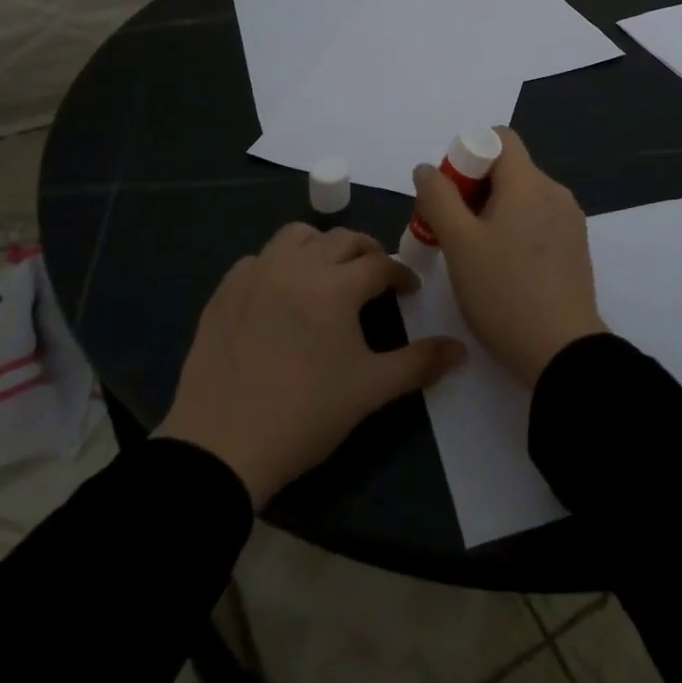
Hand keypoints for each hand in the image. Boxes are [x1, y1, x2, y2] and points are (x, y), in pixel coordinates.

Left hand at [153, 225, 465, 506]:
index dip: (400, 275)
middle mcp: (296, 266)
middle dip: (366, 252)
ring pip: (296, 236)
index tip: (409, 292)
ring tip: (329, 274)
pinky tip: (282, 294)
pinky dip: (279, 264)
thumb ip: (419, 364)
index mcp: (335, 286)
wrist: (220, 446)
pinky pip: (259, 259)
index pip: (379, 264)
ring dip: (321, 246)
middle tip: (376, 277)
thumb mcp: (369, 391)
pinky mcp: (225, 290)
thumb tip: (461, 350)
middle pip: (341, 239)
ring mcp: (255, 274)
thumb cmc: (304, 415)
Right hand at [411, 128, 606, 386]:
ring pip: (522, 197)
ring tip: (471, 254)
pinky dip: (514, 230)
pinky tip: (500, 269)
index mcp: (529, 182)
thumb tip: (427, 168)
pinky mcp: (575, 248)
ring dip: (492, 212)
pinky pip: (538, 221)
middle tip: (450, 229)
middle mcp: (555, 192)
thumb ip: (438, 198)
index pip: (499, 138)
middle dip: (473, 189)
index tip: (450, 191)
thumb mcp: (459, 244)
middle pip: (508, 169)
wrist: (563, 353)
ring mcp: (569, 221)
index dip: (468, 153)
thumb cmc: (504, 291)